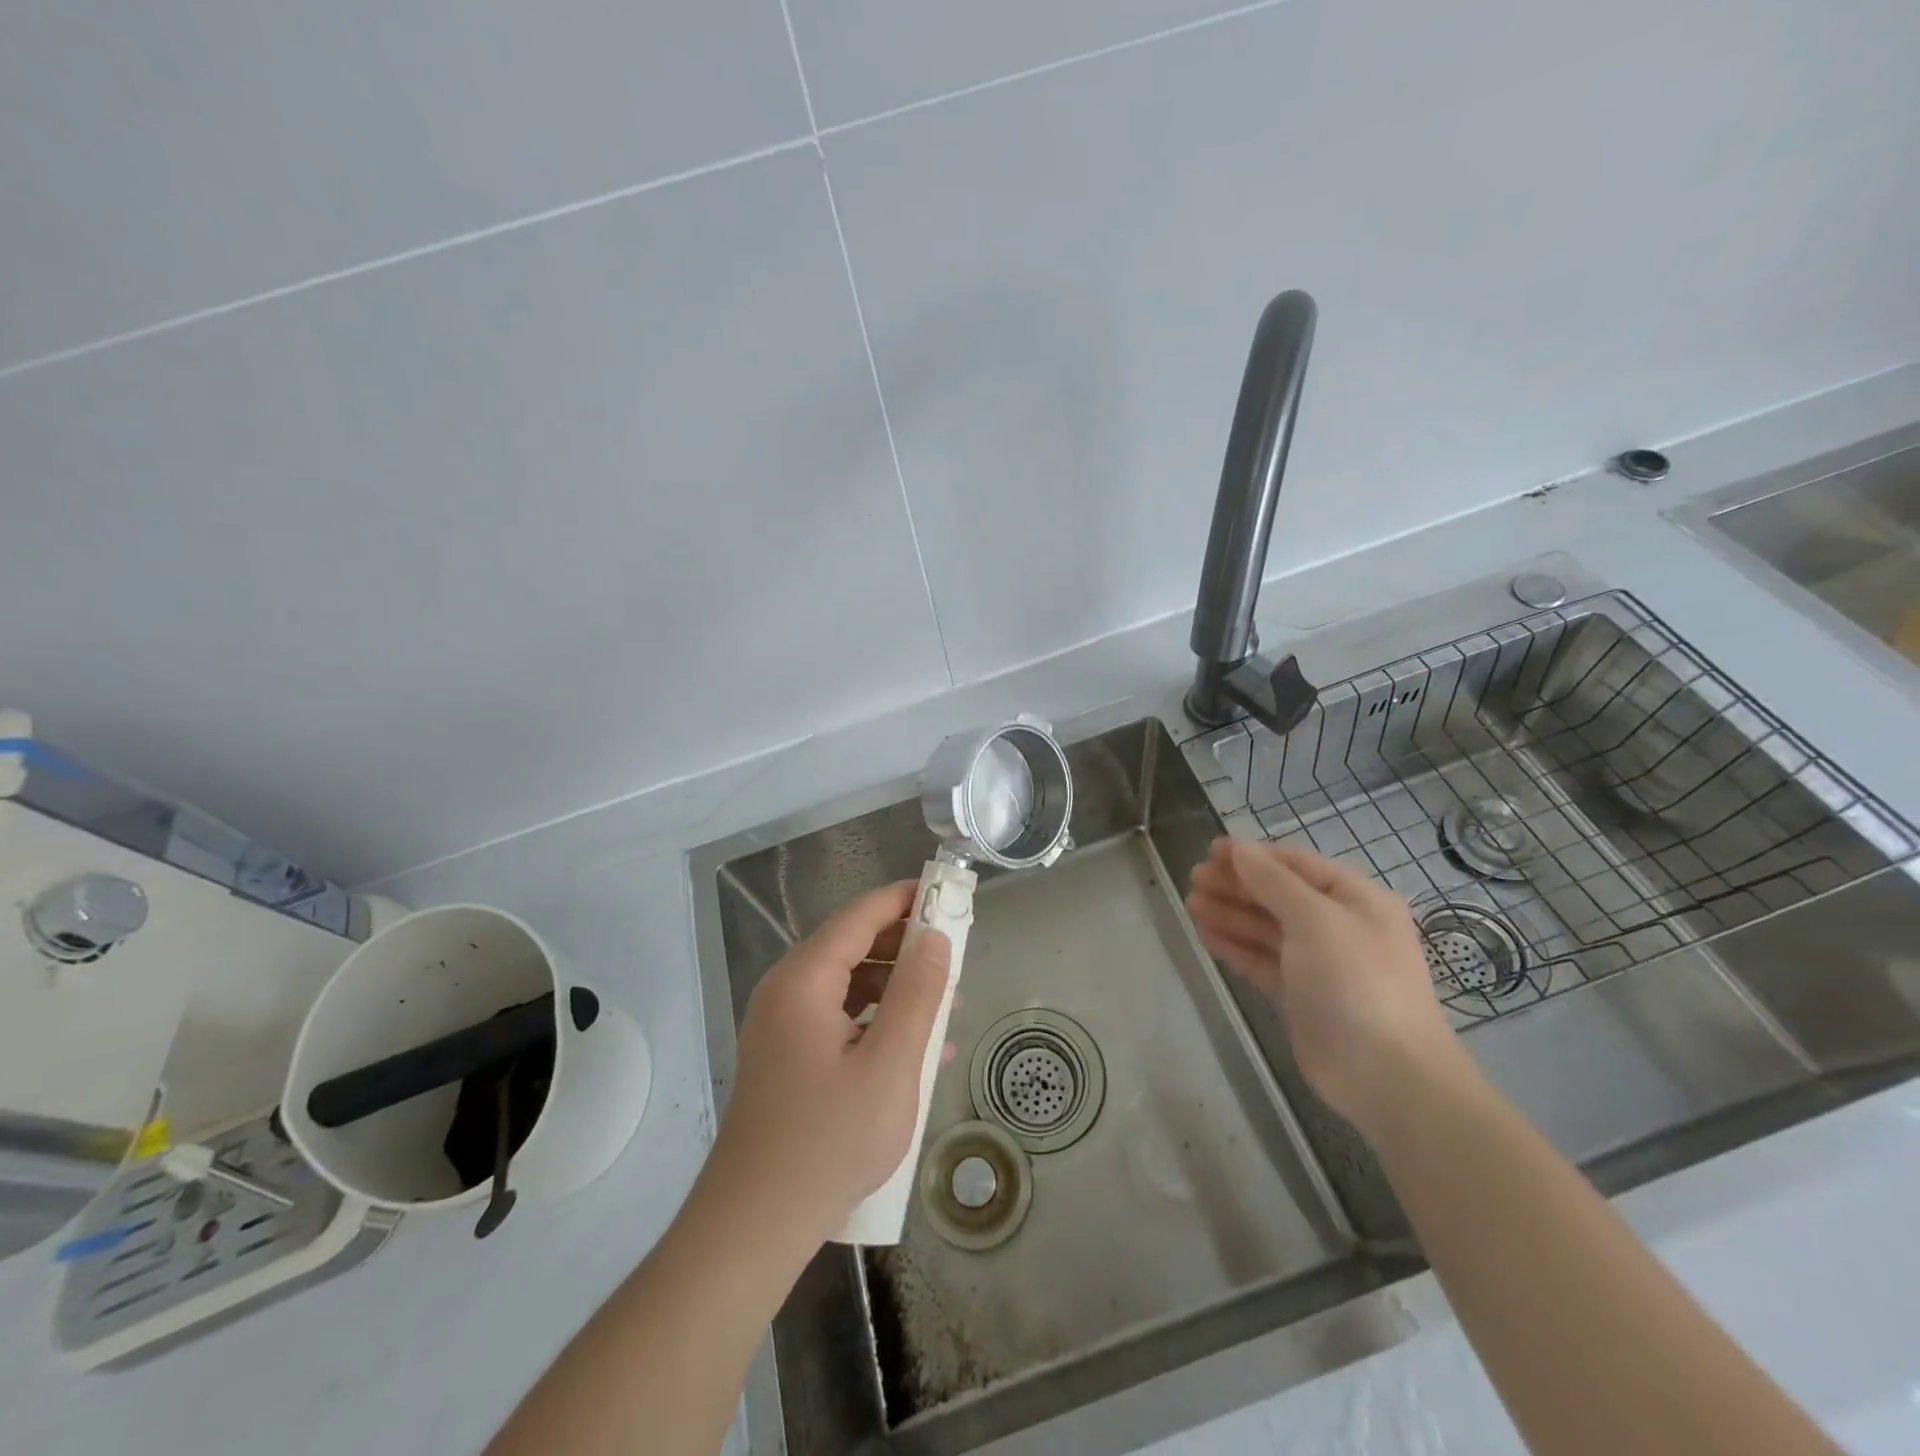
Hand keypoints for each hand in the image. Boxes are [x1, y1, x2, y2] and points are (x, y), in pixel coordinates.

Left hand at [701, 881, 949, 1245]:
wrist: (753, 1227)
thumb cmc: (828, 1141)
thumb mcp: (890, 1066)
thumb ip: (918, 995)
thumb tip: (937, 937)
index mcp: (804, 979)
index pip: (860, 915)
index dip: (905, 899)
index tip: (949, 894)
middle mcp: (786, 990)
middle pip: (852, 945)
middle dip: (905, 945)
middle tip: (956, 955)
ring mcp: (782, 1025)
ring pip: (847, 983)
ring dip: (895, 986)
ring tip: (944, 1003)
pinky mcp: (786, 1056)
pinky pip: (838, 1017)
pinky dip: (876, 1019)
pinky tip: (915, 1047)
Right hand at [1186, 838, 1462, 1135]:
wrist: (1385, 1074)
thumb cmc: (1355, 982)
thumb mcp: (1316, 920)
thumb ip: (1273, 881)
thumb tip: (1239, 849)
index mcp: (1354, 899)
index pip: (1295, 864)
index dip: (1253, 855)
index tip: (1210, 850)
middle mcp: (1337, 926)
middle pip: (1277, 895)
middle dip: (1236, 884)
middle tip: (1193, 878)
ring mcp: (1317, 963)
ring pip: (1265, 928)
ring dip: (1229, 913)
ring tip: (1190, 903)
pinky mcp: (1298, 995)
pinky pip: (1260, 959)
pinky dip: (1233, 945)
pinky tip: (1204, 933)